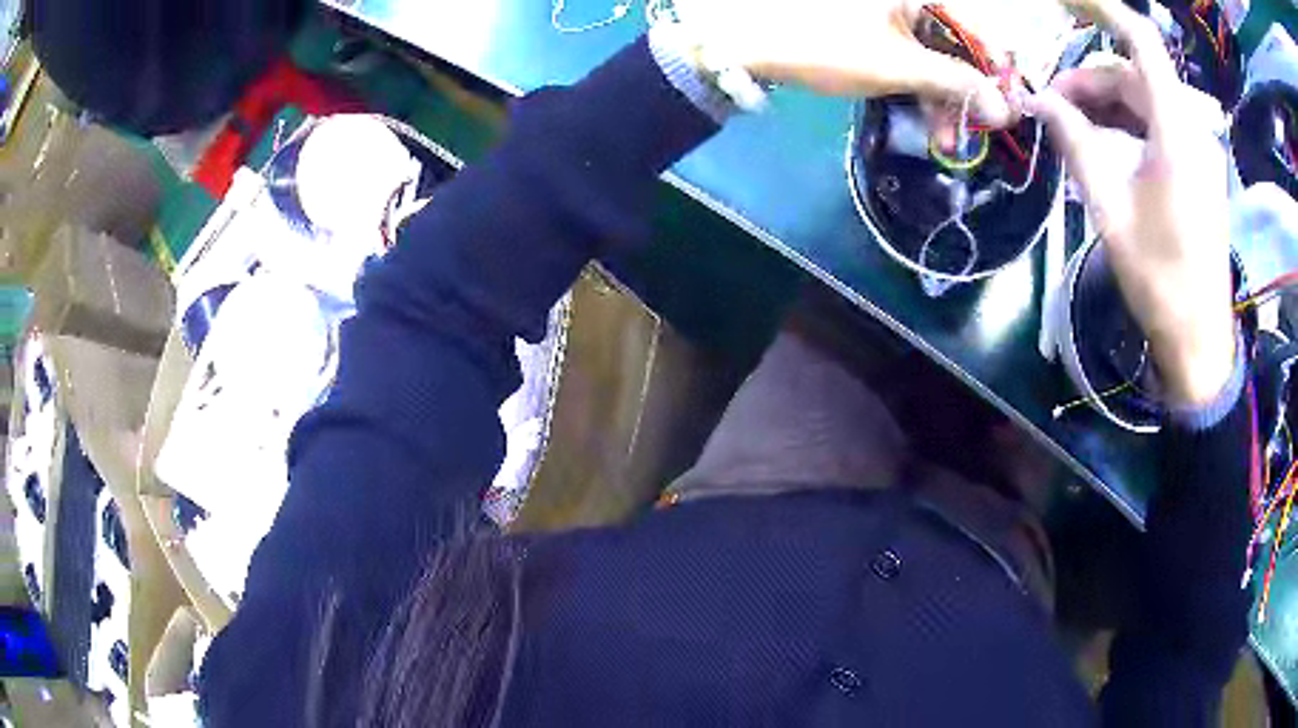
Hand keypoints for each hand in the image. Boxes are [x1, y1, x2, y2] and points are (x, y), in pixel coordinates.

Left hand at [671, 0, 1014, 126]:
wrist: (746, 42)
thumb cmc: (825, 44)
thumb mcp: (898, 66)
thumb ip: (955, 84)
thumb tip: (1004, 110)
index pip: (976, 26)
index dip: (995, 70)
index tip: (1005, 109)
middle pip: (955, 43)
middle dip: (966, 92)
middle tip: (973, 135)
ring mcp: (886, 13)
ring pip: (932, 55)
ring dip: (942, 98)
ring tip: (945, 142)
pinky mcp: (870, 31)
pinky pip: (909, 58)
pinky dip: (919, 88)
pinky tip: (925, 119)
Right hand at [1029, 0, 1234, 406]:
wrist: (1198, 340)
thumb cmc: (1157, 277)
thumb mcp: (1108, 207)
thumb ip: (1075, 142)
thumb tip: (1040, 101)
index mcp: (1175, 130)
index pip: (1141, 40)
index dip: (1103, 10)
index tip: (1064, 2)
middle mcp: (1191, 129)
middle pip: (1135, 76)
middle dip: (1091, 81)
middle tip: (1053, 107)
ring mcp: (1199, 151)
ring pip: (1146, 101)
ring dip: (1108, 105)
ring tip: (1074, 130)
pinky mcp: (1199, 170)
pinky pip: (1159, 127)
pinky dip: (1129, 126)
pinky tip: (1106, 148)